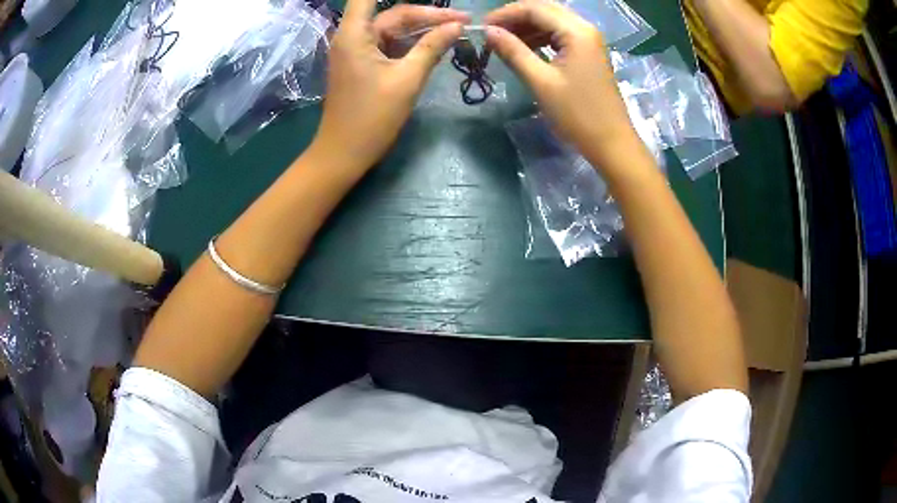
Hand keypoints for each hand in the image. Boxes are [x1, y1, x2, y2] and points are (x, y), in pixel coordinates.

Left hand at [309, 1, 467, 172]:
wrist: (344, 153)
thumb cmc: (372, 117)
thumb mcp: (407, 79)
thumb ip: (432, 47)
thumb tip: (457, 26)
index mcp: (355, 33)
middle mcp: (353, 36)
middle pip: (392, 14)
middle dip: (428, 15)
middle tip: (463, 20)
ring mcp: (357, 51)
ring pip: (393, 29)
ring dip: (422, 29)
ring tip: (456, 30)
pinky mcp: (362, 64)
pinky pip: (390, 45)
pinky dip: (411, 44)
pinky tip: (436, 46)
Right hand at [485, 1, 639, 165]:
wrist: (611, 143)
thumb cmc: (577, 114)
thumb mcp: (541, 81)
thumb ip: (513, 51)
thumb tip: (488, 32)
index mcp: (577, 31)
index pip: (534, 8)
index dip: (505, 14)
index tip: (482, 27)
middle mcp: (585, 28)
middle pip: (544, 9)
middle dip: (515, 17)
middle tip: (491, 32)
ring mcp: (589, 40)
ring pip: (552, 21)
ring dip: (527, 27)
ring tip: (503, 41)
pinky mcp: (589, 53)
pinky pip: (560, 35)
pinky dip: (540, 37)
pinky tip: (524, 48)